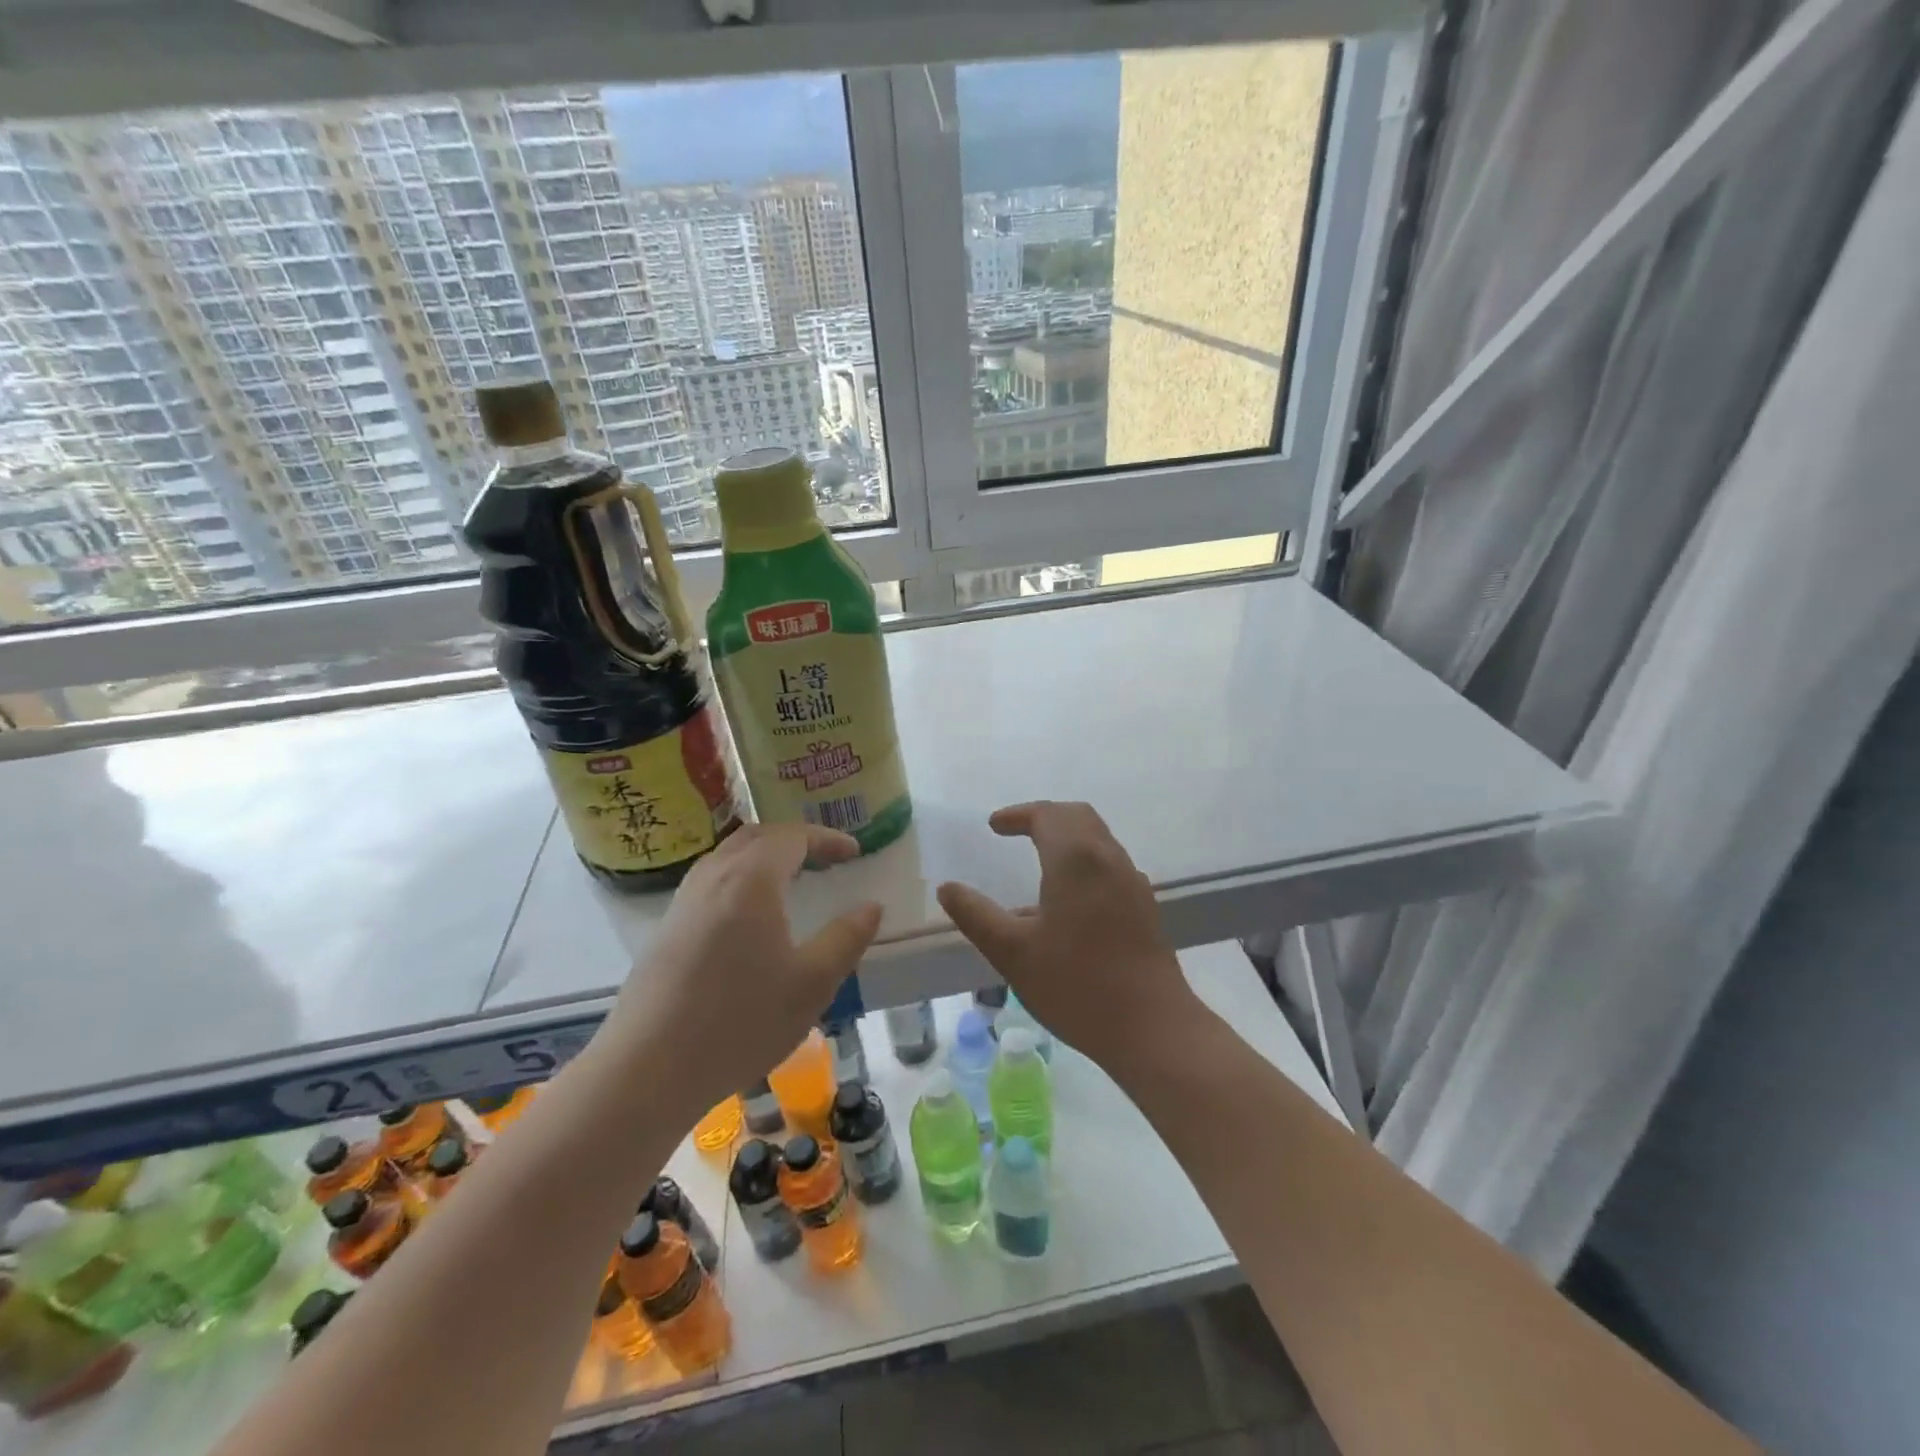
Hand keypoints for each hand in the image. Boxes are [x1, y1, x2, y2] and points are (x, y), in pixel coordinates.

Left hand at [602, 823, 882, 1122]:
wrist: (647, 1069)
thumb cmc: (740, 1021)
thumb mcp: (811, 983)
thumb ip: (846, 938)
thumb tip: (871, 907)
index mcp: (751, 880)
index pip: (793, 837)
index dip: (827, 838)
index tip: (854, 851)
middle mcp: (713, 877)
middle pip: (756, 836)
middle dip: (795, 838)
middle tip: (825, 857)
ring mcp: (684, 902)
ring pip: (728, 856)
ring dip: (764, 855)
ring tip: (791, 878)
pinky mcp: (667, 929)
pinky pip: (710, 880)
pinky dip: (741, 876)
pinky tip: (750, 915)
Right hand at [936, 801, 1200, 1071]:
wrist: (1152, 1027)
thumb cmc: (1076, 985)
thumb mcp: (1012, 953)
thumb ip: (976, 915)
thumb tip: (947, 888)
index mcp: (1075, 859)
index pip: (1046, 815)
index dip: (1018, 815)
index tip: (994, 826)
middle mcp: (1108, 858)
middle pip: (1077, 817)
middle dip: (1044, 817)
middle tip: (1016, 831)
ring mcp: (1131, 882)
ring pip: (1098, 839)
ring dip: (1067, 837)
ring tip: (1039, 862)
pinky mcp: (1144, 906)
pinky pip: (1109, 864)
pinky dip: (1084, 860)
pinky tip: (1068, 899)